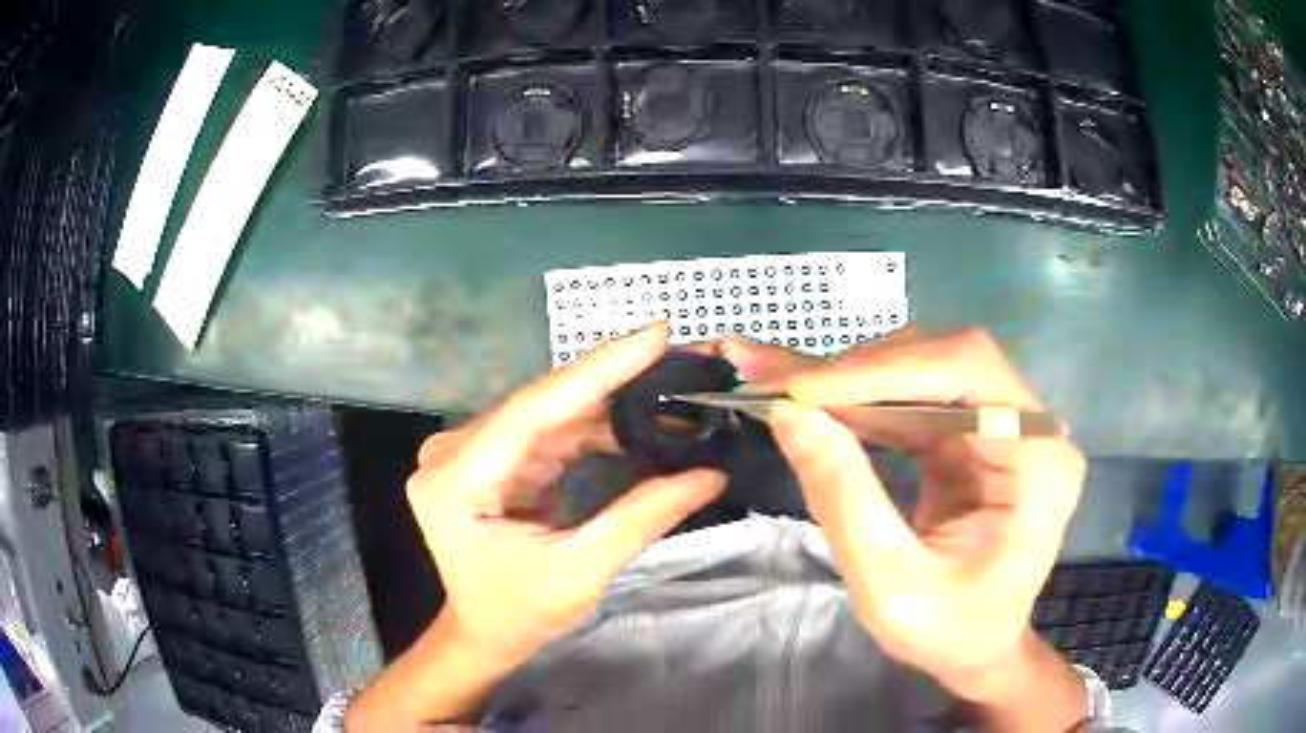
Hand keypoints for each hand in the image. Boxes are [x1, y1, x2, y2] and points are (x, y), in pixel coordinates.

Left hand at [407, 323, 725, 666]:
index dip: (598, 369)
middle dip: (612, 380)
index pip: (534, 410)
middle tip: (676, 355)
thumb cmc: (519, 613)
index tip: (656, 334)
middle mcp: (452, 452)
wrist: (483, 631)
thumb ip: (641, 518)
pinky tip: (635, 417)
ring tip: (668, 385)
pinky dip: (592, 426)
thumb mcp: (581, 573)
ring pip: (549, 413)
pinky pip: (548, 430)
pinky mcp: (489, 457)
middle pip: (542, 404)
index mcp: (456, 480)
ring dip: (607, 403)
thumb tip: (710, 474)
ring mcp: (468, 451)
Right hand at [727, 330, 1085, 724]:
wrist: (978, 649)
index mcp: (1038, 461)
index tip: (803, 392)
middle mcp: (1030, 426)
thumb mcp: (890, 586)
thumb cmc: (949, 632)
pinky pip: (914, 399)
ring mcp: (1003, 425)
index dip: (884, 370)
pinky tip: (813, 400)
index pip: (967, 371)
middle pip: (945, 360)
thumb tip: (789, 415)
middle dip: (859, 373)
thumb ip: (845, 500)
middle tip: (780, 387)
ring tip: (781, 387)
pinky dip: (860, 401)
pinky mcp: (973, 435)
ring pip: (923, 371)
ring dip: (851, 382)